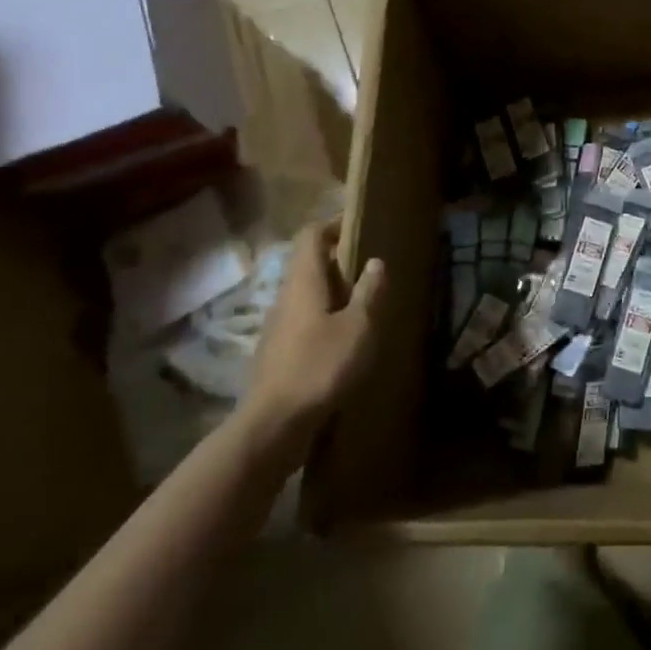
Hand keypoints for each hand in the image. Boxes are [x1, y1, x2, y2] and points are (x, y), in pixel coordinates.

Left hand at [239, 220, 383, 459]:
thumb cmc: (321, 366)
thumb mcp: (359, 327)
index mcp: (304, 281)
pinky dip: (324, 315)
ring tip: (364, 302)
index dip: (333, 225)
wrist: (274, 424)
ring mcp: (278, 325)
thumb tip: (375, 262)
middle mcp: (286, 296)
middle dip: (338, 260)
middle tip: (370, 268)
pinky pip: (303, 318)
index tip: (358, 226)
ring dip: (333, 290)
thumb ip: (369, 292)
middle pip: (308, 263)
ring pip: (306, 293)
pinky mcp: (277, 351)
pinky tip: (344, 337)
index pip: (311, 236)